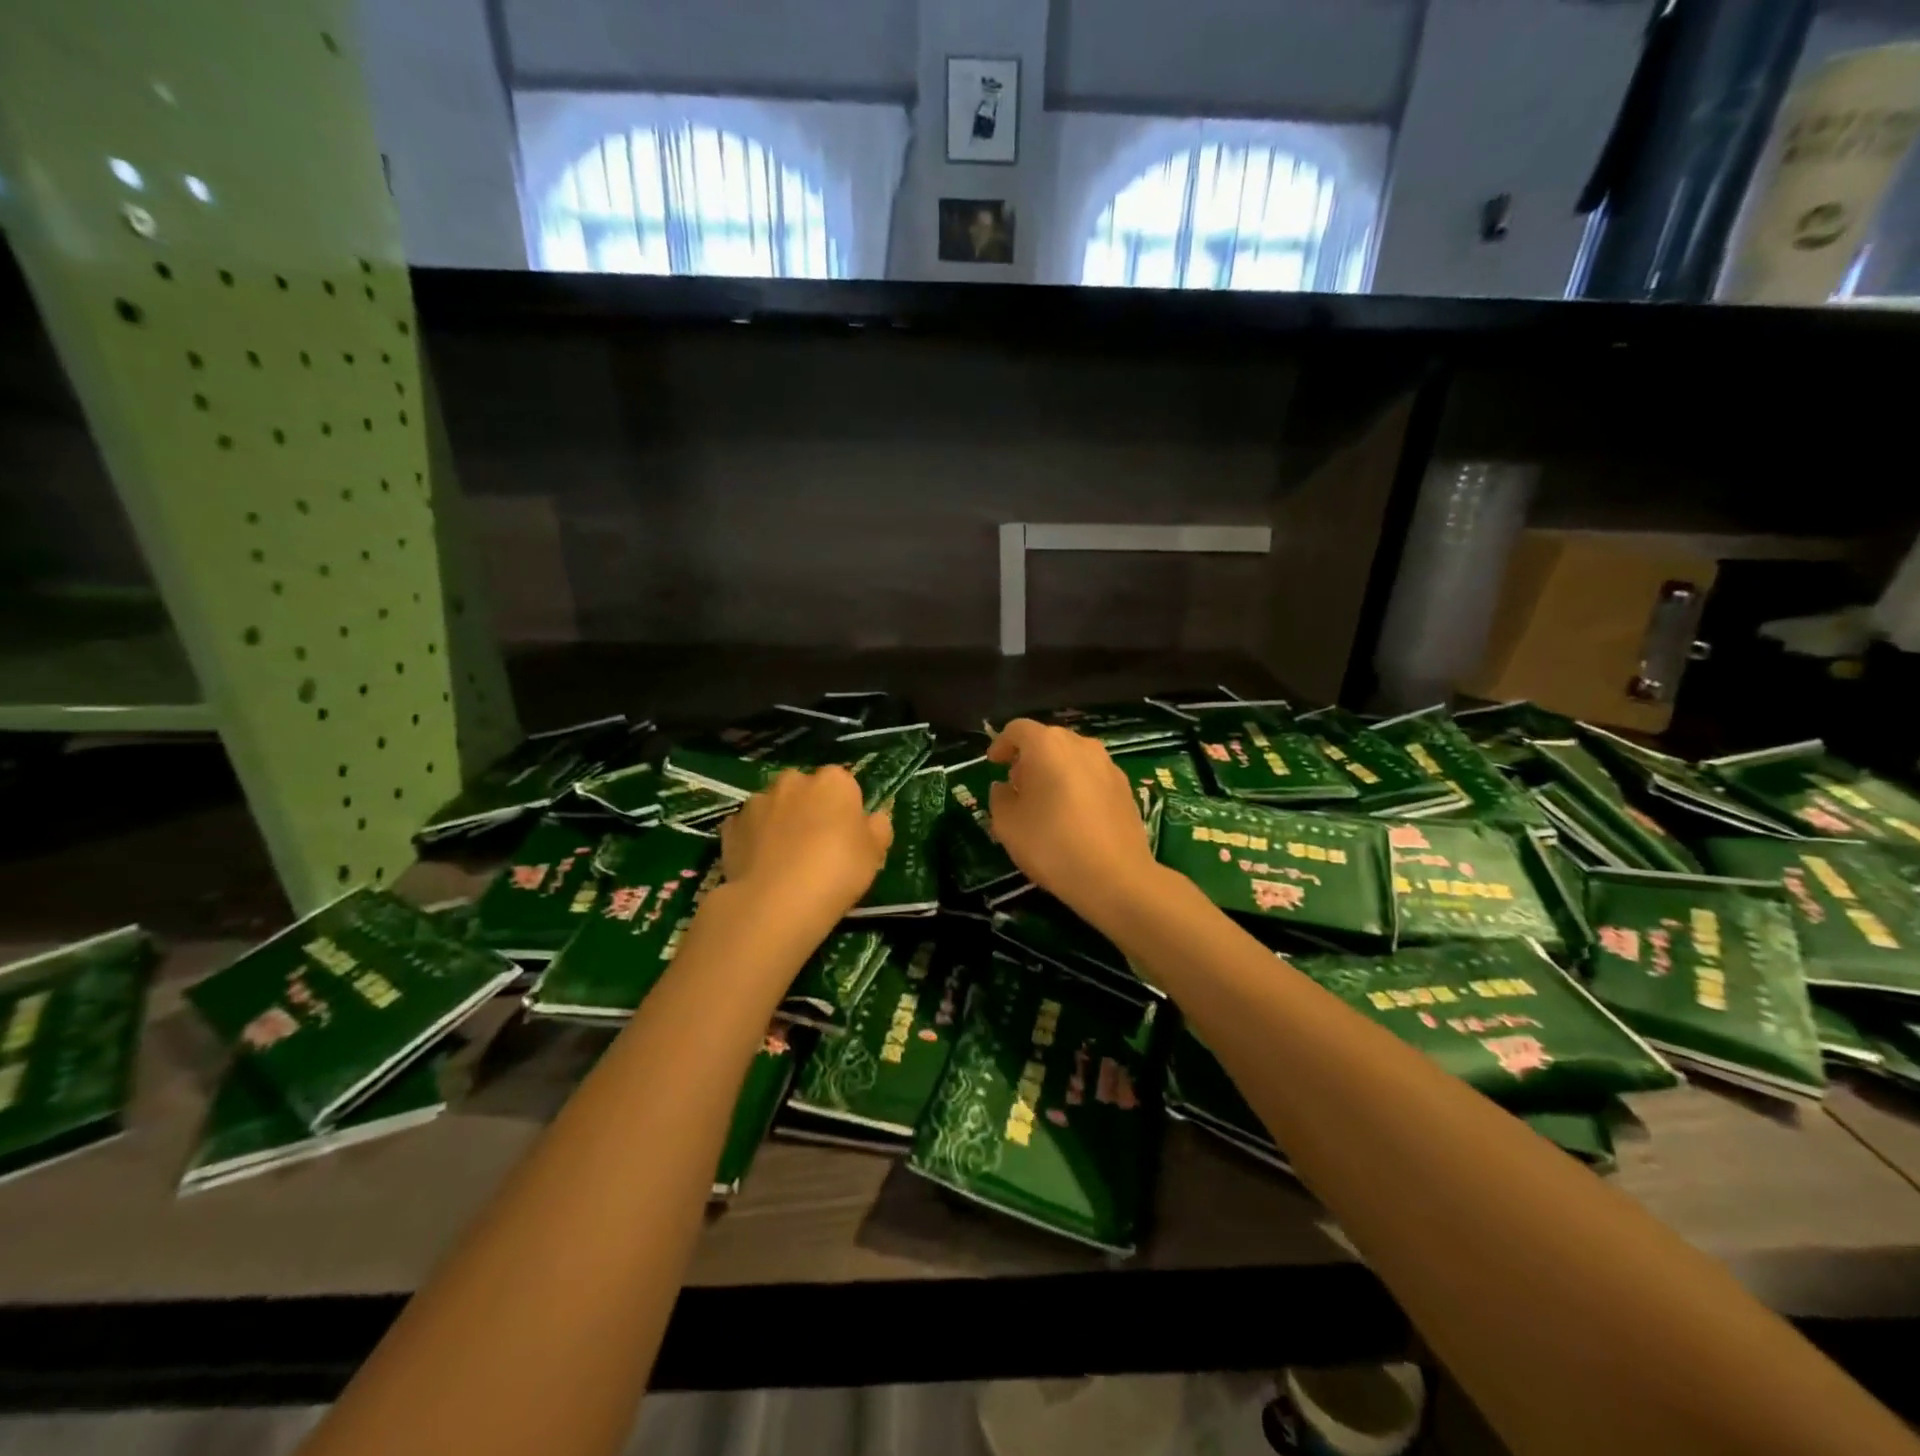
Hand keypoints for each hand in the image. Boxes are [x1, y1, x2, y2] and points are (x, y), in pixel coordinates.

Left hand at [719, 765, 892, 922]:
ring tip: (785, 859)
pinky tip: (761, 866)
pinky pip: (748, 828)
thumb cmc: (837, 871)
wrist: (776, 902)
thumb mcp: (875, 853)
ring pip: (774, 806)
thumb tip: (875, 818)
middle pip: (805, 790)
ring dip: (780, 822)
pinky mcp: (730, 826)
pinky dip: (754, 840)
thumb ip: (878, 828)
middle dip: (809, 808)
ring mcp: (757, 802)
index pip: (844, 785)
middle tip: (817, 845)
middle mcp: (793, 781)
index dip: (846, 809)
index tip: (847, 836)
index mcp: (833, 781)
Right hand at [987, 720, 1160, 921]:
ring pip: (1073, 757)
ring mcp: (1108, 765)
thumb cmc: (1051, 844)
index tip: (993, 764)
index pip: (1018, 729)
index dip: (1001, 744)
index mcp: (1047, 745)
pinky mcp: (1126, 787)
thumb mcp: (1007, 824)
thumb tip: (1005, 787)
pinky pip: (1092, 776)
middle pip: (1048, 740)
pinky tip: (1073, 816)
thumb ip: (1000, 798)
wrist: (1116, 877)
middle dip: (1029, 758)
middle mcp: (1081, 745)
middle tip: (1017, 786)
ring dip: (1055, 771)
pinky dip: (1077, 785)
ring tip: (1045, 802)